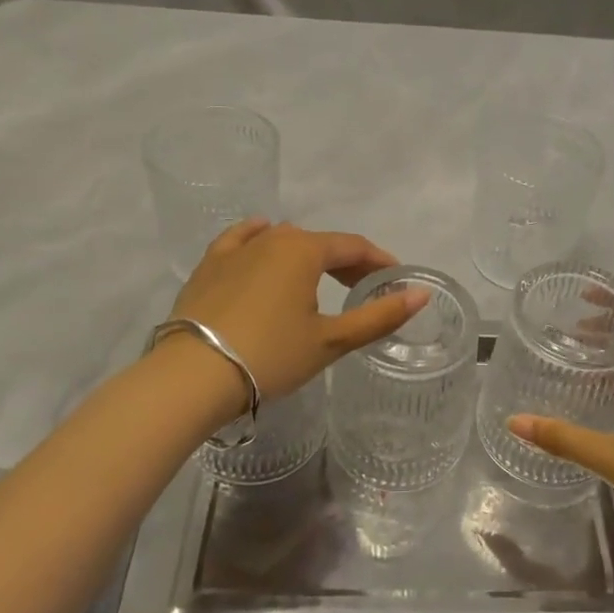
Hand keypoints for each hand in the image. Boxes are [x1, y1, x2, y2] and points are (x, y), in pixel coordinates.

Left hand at [169, 220, 428, 421]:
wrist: (192, 376)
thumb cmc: (270, 356)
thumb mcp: (330, 341)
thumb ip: (378, 316)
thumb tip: (421, 295)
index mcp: (304, 250)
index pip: (352, 246)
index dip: (377, 260)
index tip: (394, 277)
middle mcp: (271, 238)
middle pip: (319, 242)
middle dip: (345, 261)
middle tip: (362, 285)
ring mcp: (235, 250)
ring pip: (281, 241)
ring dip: (306, 255)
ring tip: (318, 276)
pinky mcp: (208, 266)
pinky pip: (239, 240)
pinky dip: (258, 238)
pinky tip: (261, 236)